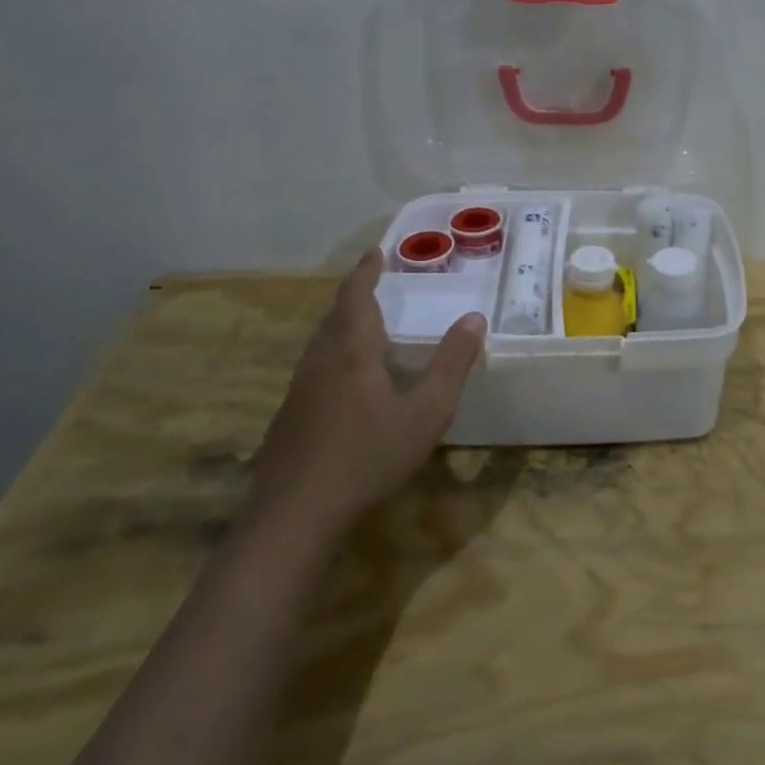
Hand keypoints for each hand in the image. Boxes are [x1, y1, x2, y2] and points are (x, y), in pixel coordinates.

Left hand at [246, 248, 485, 538]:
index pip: (356, 296)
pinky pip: (315, 370)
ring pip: (321, 344)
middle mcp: (320, 361)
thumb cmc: (368, 454)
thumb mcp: (426, 410)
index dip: (366, 271)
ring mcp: (299, 390)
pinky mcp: (289, 417)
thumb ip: (452, 363)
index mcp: (351, 351)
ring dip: (342, 326)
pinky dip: (334, 356)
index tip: (376, 252)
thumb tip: (474, 317)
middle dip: (355, 296)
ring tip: (365, 327)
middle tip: (375, 285)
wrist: (296, 512)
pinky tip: (347, 383)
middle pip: (334, 317)